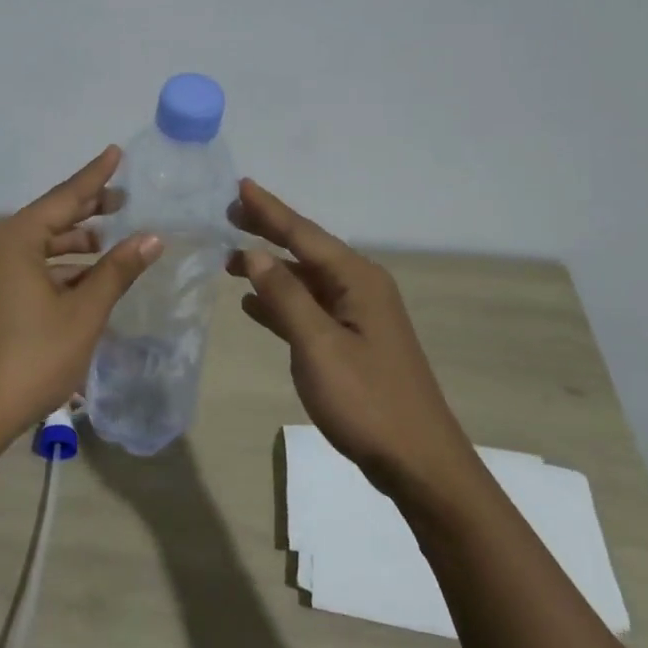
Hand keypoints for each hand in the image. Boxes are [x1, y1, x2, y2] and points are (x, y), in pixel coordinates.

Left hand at [0, 146, 160, 453]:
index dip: (95, 176)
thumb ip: (117, 270)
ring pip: (41, 245)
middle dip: (88, 210)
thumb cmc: (34, 358)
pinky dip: (60, 267)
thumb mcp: (84, 312)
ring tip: (114, 240)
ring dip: (76, 243)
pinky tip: (89, 276)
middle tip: (125, 200)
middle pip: (50, 218)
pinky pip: (30, 266)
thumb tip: (152, 237)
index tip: (116, 152)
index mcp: (13, 241)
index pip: (63, 198)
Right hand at [228, 179, 472, 495]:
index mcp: (357, 280)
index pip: (304, 234)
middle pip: (306, 250)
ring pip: (305, 280)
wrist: (417, 461)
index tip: (240, 186)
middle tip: (229, 213)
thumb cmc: (366, 400)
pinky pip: (309, 309)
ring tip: (230, 258)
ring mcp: (357, 316)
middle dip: (269, 231)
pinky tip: (253, 304)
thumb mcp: (318, 345)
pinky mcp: (352, 342)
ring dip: (270, 268)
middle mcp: (360, 288)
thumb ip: (285, 296)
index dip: (270, 210)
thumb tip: (254, 253)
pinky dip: (280, 302)